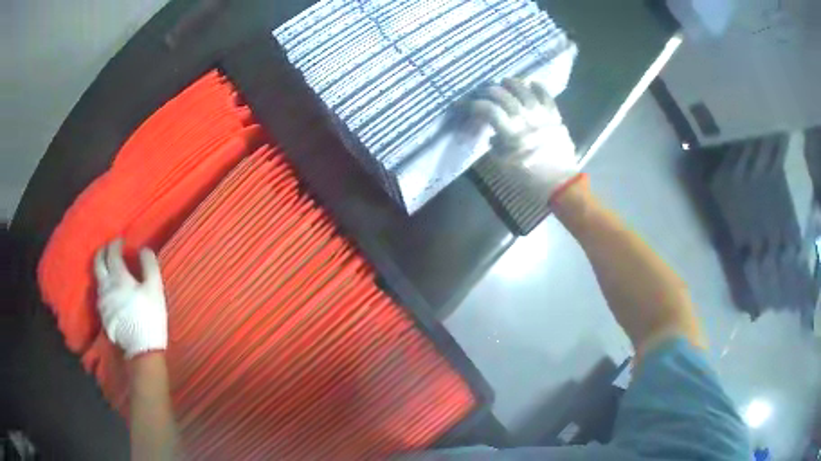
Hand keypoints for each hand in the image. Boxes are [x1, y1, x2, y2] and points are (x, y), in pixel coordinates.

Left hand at [94, 240, 167, 358]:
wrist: (141, 349)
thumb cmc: (149, 317)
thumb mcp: (155, 290)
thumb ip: (149, 266)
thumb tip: (143, 249)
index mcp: (118, 277)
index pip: (112, 253)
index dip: (116, 244)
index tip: (121, 240)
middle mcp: (105, 286)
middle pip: (98, 262)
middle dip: (103, 252)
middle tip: (110, 248)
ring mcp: (102, 301)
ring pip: (97, 278)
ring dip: (102, 268)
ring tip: (109, 268)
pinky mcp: (102, 314)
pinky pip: (100, 292)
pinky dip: (103, 284)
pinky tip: (110, 289)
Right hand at [471, 78, 578, 198]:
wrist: (561, 183)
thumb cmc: (530, 178)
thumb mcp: (505, 166)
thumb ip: (496, 147)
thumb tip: (493, 134)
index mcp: (511, 134)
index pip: (489, 110)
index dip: (475, 105)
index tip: (467, 105)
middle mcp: (526, 120)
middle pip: (505, 96)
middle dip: (491, 90)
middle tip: (486, 91)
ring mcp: (542, 116)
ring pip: (525, 91)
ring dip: (513, 83)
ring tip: (506, 81)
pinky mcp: (555, 117)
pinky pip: (547, 97)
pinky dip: (540, 87)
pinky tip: (532, 82)